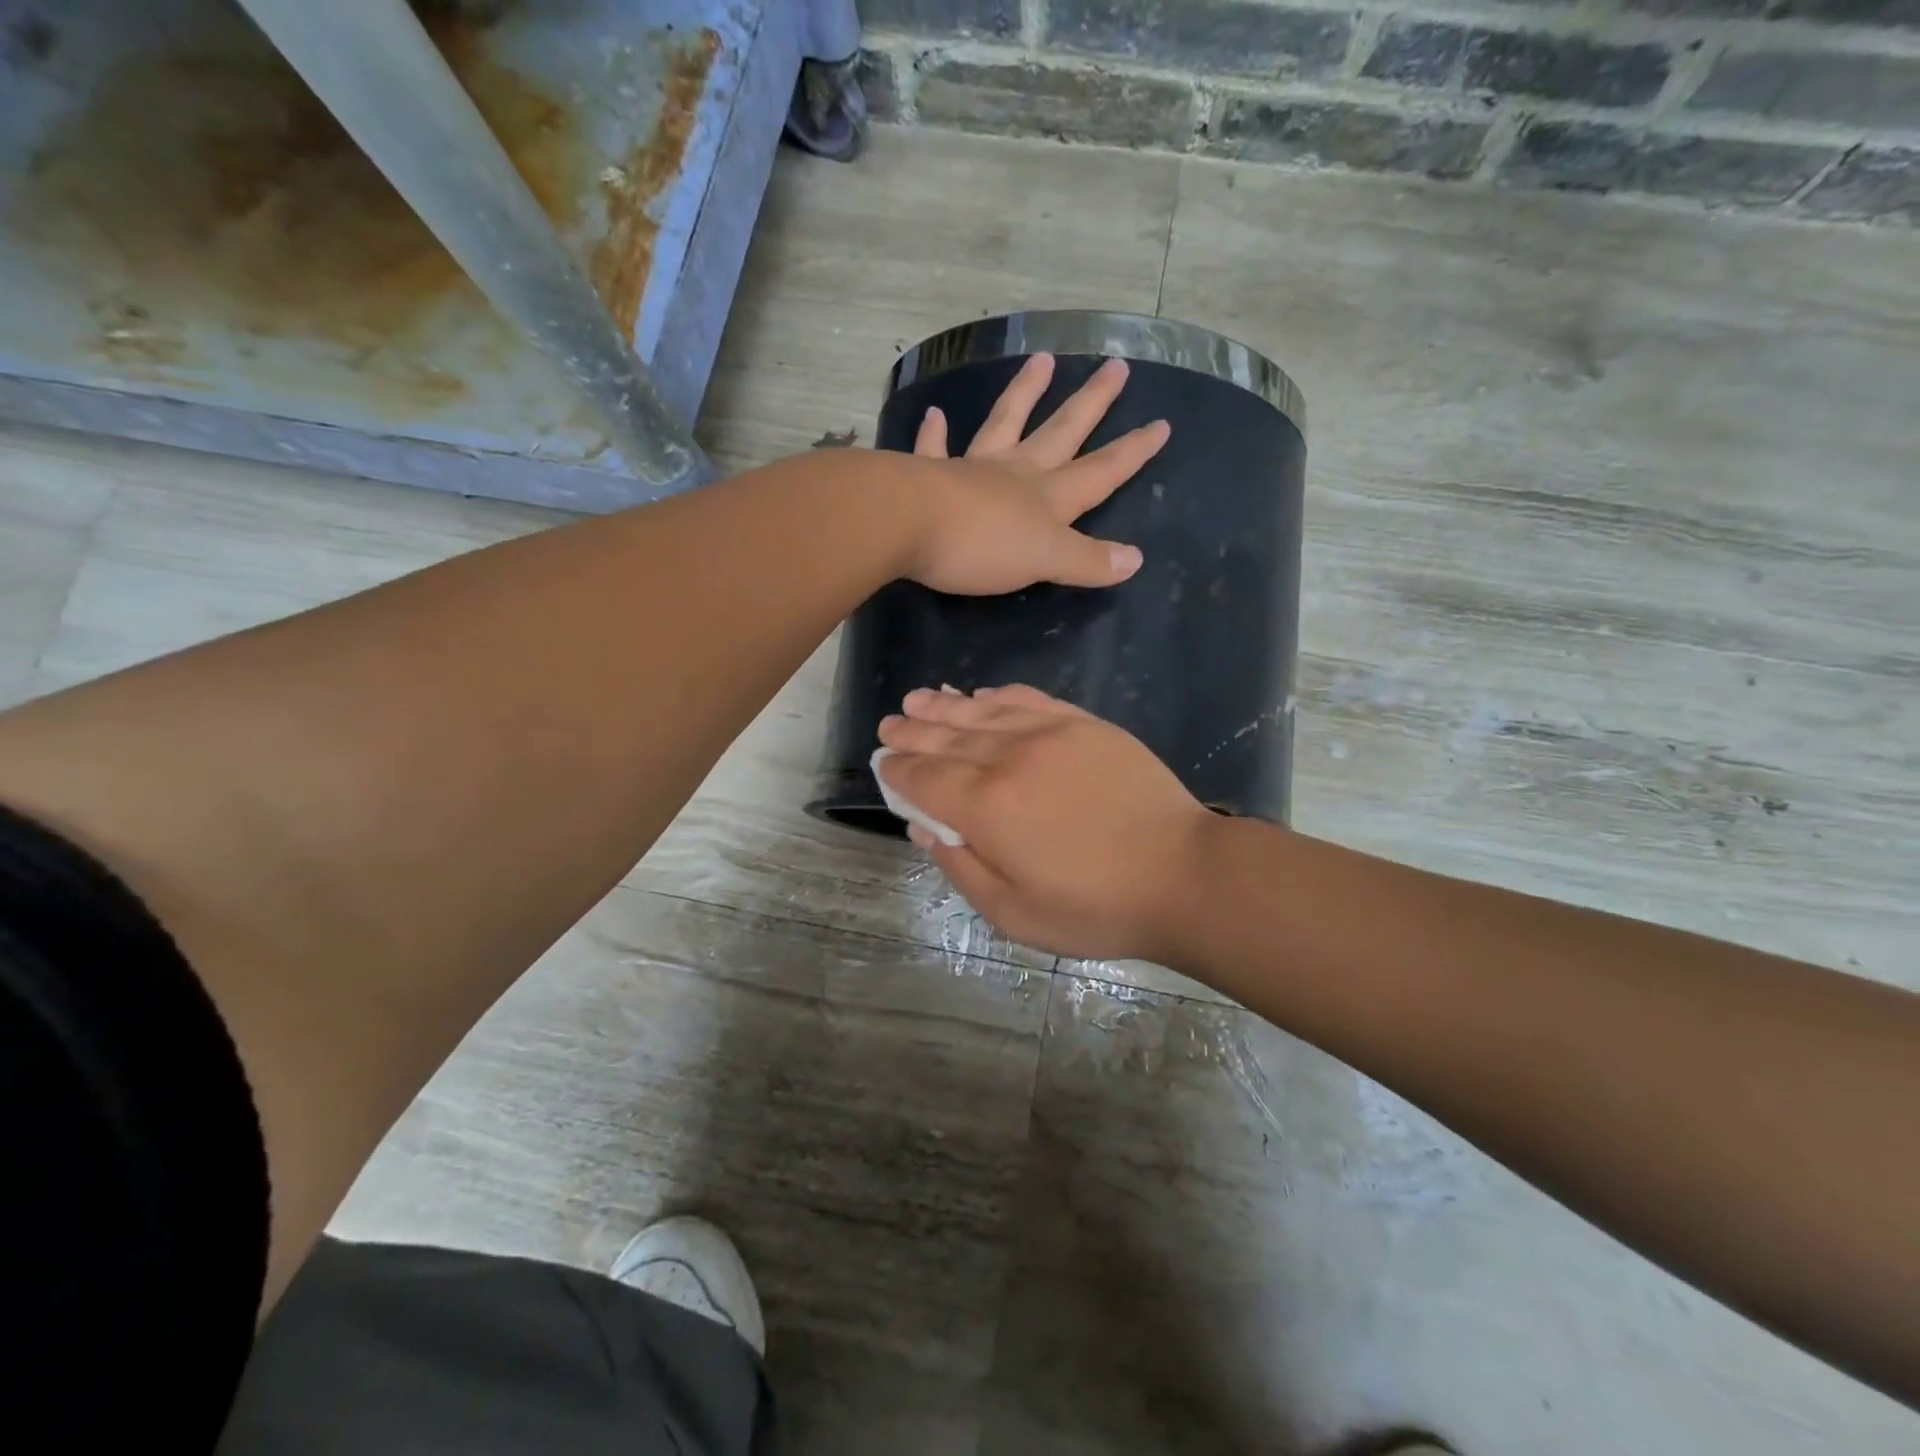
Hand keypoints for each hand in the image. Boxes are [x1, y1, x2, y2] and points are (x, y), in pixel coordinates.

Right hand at [876, 684, 1214, 961]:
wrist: (1182, 874)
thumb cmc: (1096, 907)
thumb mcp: (1015, 914)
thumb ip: (962, 869)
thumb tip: (924, 830)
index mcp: (987, 807)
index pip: (925, 778)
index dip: (898, 771)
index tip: (883, 765)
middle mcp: (1009, 758)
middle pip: (946, 738)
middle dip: (912, 732)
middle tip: (889, 726)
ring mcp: (1050, 734)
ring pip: (982, 712)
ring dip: (944, 706)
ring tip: (918, 700)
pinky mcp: (1084, 725)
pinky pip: (1028, 700)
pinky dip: (997, 696)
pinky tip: (981, 696)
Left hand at [904, 354, 1168, 595]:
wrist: (906, 525)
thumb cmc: (980, 546)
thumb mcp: (1044, 561)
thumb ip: (1087, 560)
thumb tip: (1135, 559)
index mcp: (1048, 497)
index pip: (1101, 471)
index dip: (1132, 452)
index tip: (1161, 424)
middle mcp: (1016, 473)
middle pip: (1061, 432)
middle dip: (1091, 403)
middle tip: (1114, 366)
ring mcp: (972, 469)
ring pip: (1005, 423)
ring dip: (1024, 392)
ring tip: (1042, 360)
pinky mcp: (929, 475)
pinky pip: (935, 449)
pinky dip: (935, 433)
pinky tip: (934, 414)